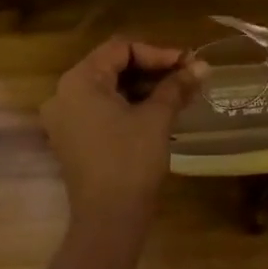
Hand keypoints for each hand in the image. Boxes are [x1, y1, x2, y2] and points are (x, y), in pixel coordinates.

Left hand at [41, 37, 201, 227]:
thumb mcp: (157, 118)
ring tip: (180, 92)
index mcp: (79, 81)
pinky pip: (102, 108)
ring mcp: (65, 118)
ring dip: (144, 87)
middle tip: (188, 75)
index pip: (120, 49)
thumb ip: (177, 86)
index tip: (188, 63)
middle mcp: (64, 94)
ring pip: (109, 88)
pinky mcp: (72, 138)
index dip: (158, 52)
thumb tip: (203, 65)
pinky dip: (129, 105)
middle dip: (153, 69)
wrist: (109, 219)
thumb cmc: (131, 161)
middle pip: (112, 66)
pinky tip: (159, 109)